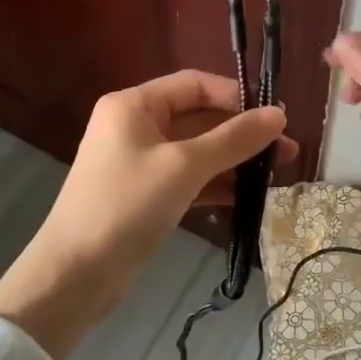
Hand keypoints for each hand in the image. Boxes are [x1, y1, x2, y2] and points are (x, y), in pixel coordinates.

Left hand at [0, 71, 296, 359]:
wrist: (74, 275)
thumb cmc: (127, 206)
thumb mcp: (185, 167)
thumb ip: (233, 139)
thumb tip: (279, 115)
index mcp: (134, 105)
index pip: (195, 84)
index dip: (237, 97)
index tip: (276, 118)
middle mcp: (134, 126)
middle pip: (198, 117)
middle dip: (241, 133)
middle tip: (286, 152)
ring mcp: (138, 162)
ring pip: (196, 151)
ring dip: (234, 160)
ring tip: (276, 175)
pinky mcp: (144, 195)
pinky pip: (187, 179)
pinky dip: (215, 184)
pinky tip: (247, 197)